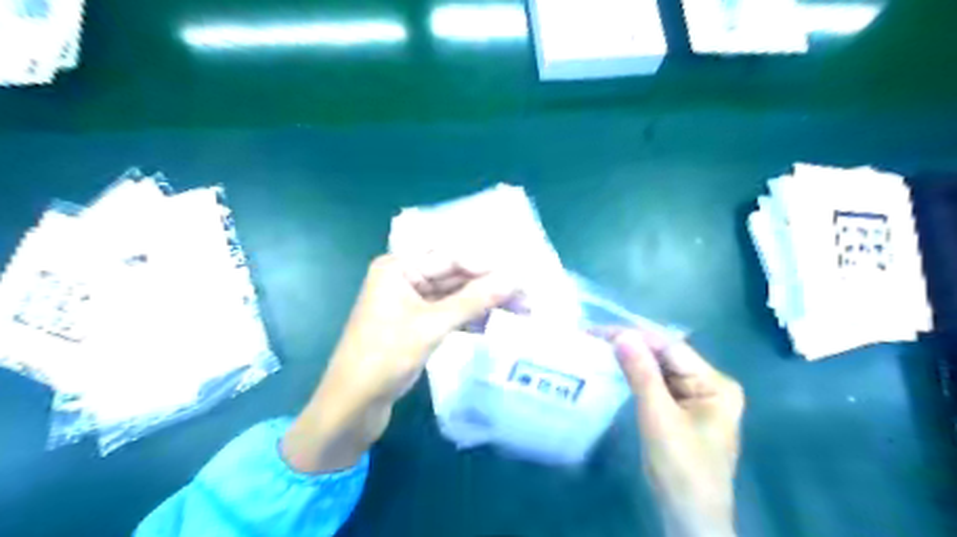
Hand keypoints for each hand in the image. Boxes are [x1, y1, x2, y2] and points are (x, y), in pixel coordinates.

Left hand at [282, 253, 516, 472]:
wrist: (351, 406)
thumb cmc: (384, 358)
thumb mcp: (432, 326)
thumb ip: (473, 300)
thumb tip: (514, 280)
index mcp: (399, 267)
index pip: (452, 258)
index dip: (487, 267)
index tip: (521, 278)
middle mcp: (404, 278)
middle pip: (455, 276)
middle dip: (489, 288)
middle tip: (525, 299)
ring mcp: (410, 303)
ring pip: (454, 297)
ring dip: (483, 305)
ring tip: (519, 313)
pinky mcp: (415, 325)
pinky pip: (448, 314)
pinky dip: (468, 320)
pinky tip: (490, 328)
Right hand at [609, 328, 742, 536]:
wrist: (689, 517)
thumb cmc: (682, 468)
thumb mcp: (659, 418)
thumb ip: (642, 374)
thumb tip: (622, 335)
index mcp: (715, 383)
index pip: (670, 348)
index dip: (634, 335)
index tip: (600, 330)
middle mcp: (709, 384)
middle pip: (665, 356)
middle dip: (631, 345)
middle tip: (594, 337)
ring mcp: (695, 397)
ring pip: (658, 368)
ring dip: (631, 359)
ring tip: (599, 347)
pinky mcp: (681, 409)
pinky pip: (656, 384)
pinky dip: (635, 376)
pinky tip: (616, 368)